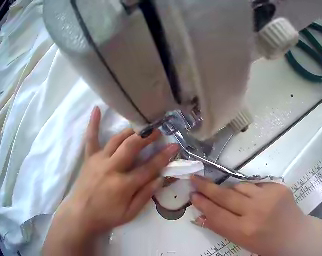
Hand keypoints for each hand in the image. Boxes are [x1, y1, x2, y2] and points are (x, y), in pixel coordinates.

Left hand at [43, 106, 178, 254]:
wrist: (82, 214)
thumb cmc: (108, 216)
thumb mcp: (130, 213)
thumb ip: (145, 195)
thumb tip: (160, 179)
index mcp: (124, 185)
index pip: (148, 168)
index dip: (163, 157)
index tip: (174, 147)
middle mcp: (112, 168)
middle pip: (132, 147)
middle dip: (147, 137)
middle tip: (157, 131)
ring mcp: (99, 160)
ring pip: (117, 140)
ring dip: (130, 132)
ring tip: (140, 128)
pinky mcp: (89, 158)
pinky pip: (91, 138)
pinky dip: (94, 123)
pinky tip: (97, 108)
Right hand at [190, 176, 318, 255]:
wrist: (297, 236)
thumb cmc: (267, 244)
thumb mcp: (242, 241)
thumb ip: (221, 227)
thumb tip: (200, 215)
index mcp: (246, 230)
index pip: (216, 214)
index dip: (202, 204)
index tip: (192, 195)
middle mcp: (256, 211)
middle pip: (224, 196)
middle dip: (206, 187)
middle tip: (195, 179)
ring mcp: (269, 196)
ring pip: (238, 186)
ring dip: (231, 190)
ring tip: (233, 198)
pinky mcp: (278, 187)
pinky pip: (254, 184)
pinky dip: (249, 190)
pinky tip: (254, 199)